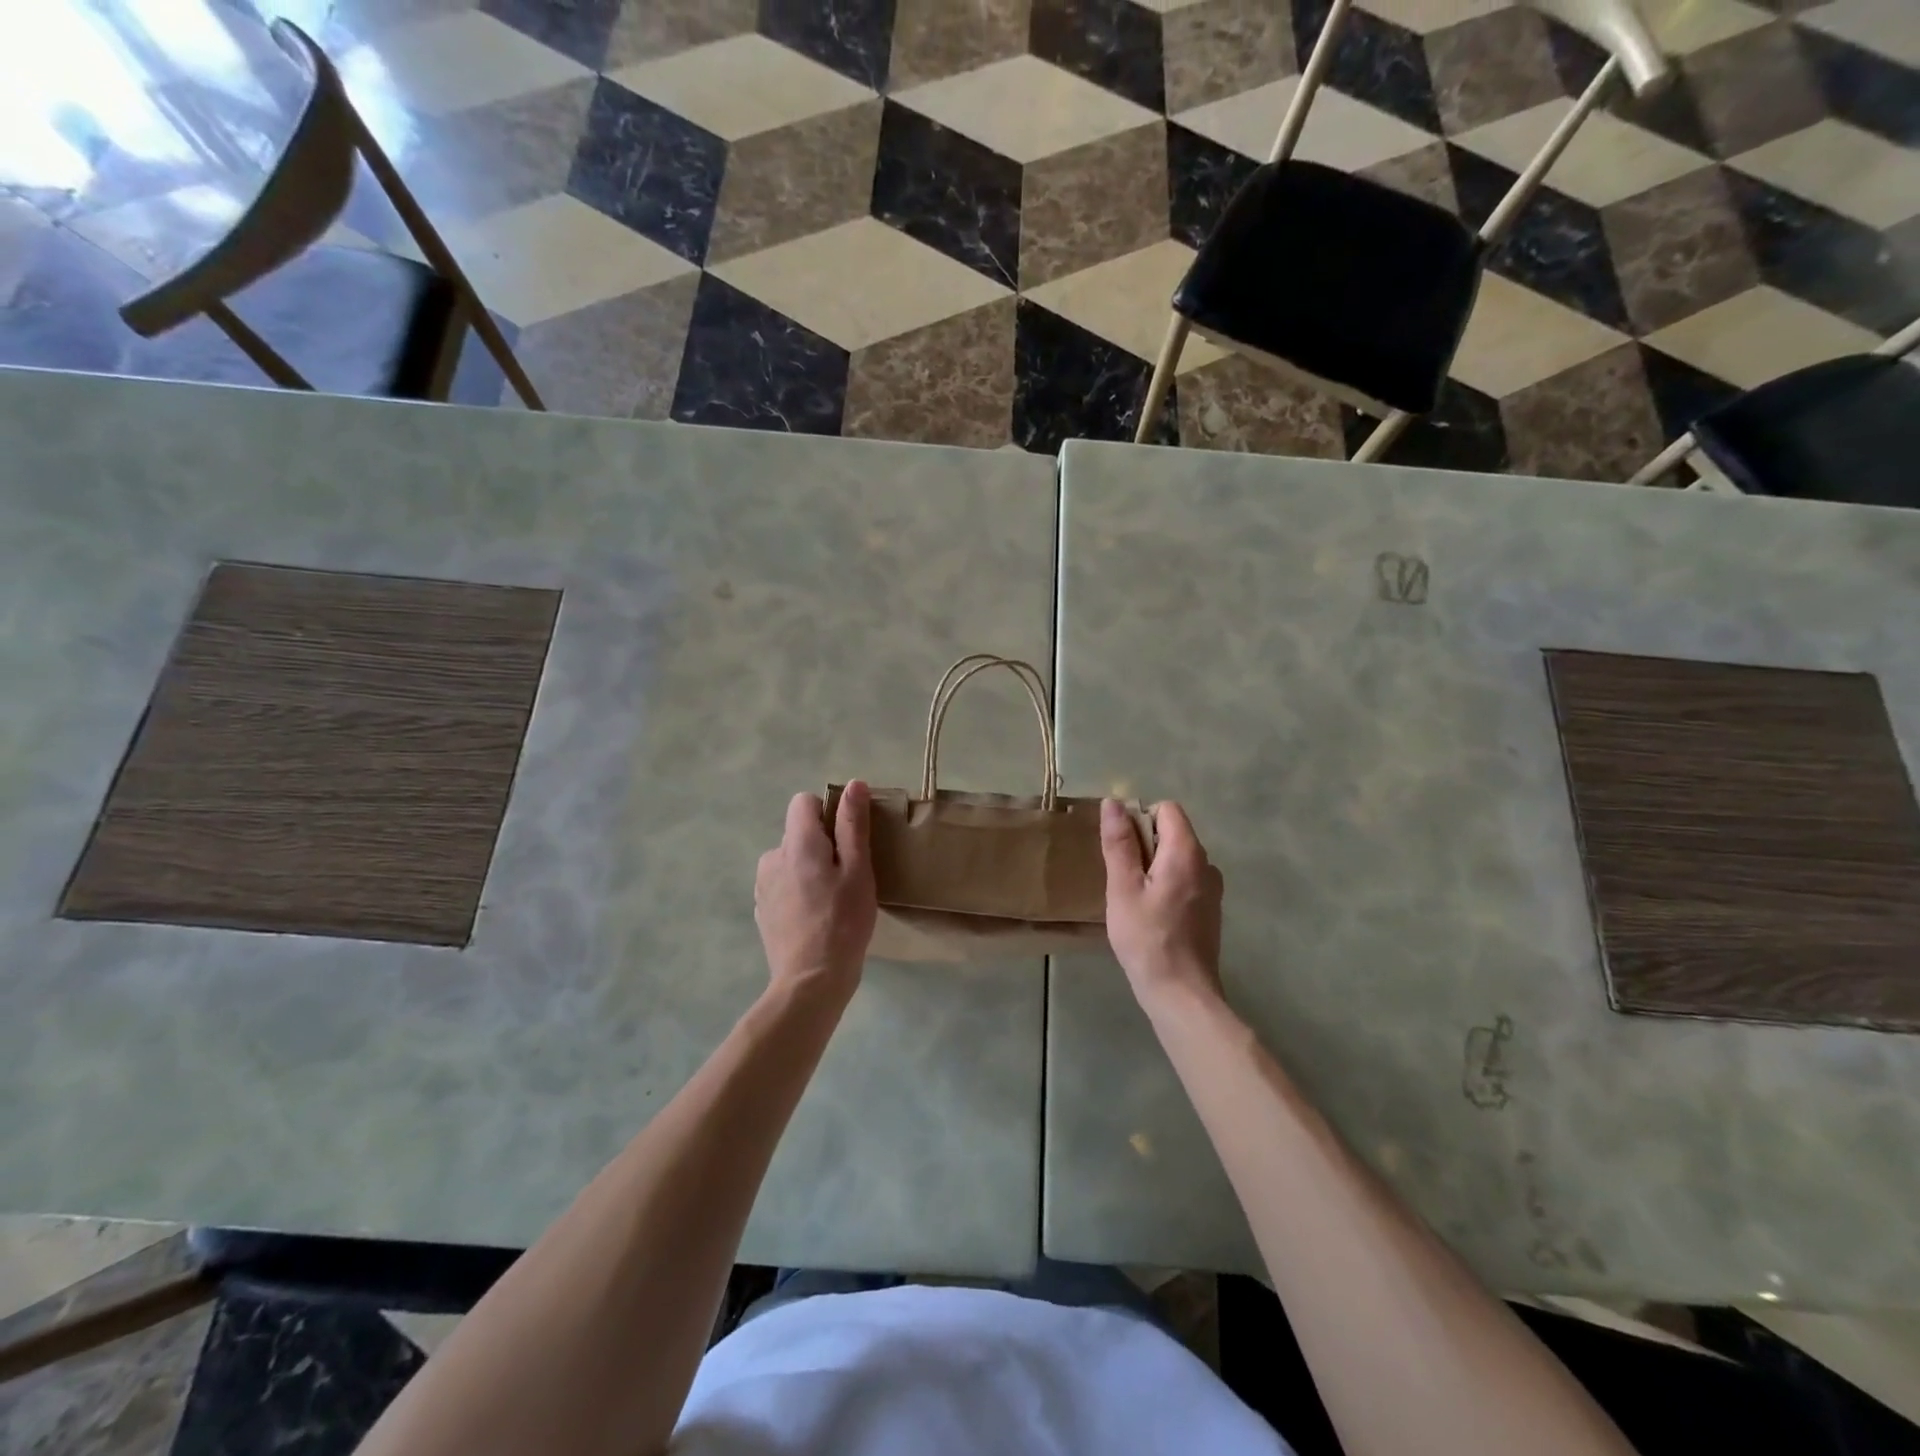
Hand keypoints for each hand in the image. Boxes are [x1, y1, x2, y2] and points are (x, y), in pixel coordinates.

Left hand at [755, 782, 877, 999]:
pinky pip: (782, 884)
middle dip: (822, 845)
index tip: (847, 840)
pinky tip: (815, 917)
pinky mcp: (761, 910)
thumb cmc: (843, 922)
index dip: (828, 813)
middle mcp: (772, 857)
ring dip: (809, 869)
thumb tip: (853, 785)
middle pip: (798, 833)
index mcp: (797, 843)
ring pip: (790, 860)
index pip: (803, 802)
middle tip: (847, 877)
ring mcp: (762, 885)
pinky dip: (798, 891)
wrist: (810, 981)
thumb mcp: (859, 871)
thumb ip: (853, 825)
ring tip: (832, 900)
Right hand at [1101, 798, 1224, 1006]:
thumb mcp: (1123, 888)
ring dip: (1153, 868)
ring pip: (1177, 859)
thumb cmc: (1147, 938)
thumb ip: (1119, 843)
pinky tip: (1151, 916)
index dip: (1139, 820)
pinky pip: (1185, 880)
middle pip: (1172, 833)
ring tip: (1134, 900)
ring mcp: (1212, 889)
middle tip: (1122, 880)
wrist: (1181, 993)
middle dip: (1144, 846)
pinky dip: (1166, 886)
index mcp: (1186, 852)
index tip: (1121, 850)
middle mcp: (1207, 864)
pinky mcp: (1210, 910)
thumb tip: (1114, 803)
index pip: (1167, 809)